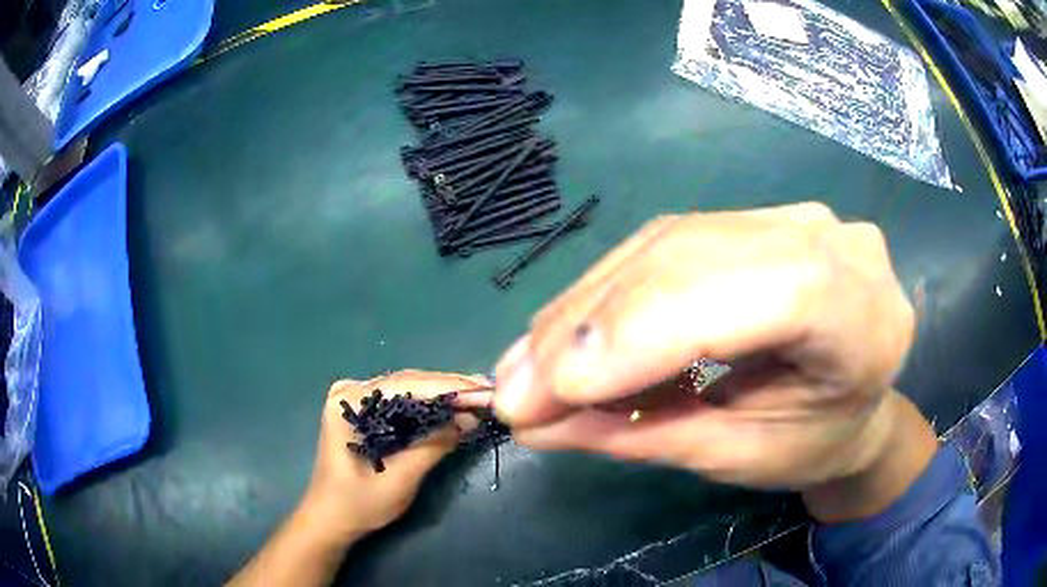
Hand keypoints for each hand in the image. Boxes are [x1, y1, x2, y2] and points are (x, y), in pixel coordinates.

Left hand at [302, 370, 490, 539]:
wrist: (330, 519)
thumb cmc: (358, 504)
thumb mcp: (400, 479)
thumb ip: (433, 446)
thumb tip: (470, 419)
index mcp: (348, 402)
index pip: (405, 385)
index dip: (447, 387)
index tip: (482, 390)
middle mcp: (350, 391)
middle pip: (407, 383)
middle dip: (448, 389)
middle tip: (486, 392)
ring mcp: (355, 399)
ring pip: (407, 390)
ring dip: (441, 396)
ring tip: (477, 397)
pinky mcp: (363, 411)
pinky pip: (401, 402)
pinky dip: (427, 406)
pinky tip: (451, 408)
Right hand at [488, 203, 920, 491]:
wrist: (855, 394)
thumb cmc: (817, 440)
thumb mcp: (739, 453)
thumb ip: (646, 435)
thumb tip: (537, 424)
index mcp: (863, 316)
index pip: (758, 293)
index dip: (650, 333)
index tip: (556, 391)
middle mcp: (831, 243)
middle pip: (693, 260)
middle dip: (592, 329)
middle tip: (515, 392)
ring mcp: (789, 218)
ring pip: (664, 245)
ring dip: (584, 311)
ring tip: (525, 370)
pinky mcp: (752, 218)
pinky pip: (664, 244)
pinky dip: (607, 294)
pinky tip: (565, 337)